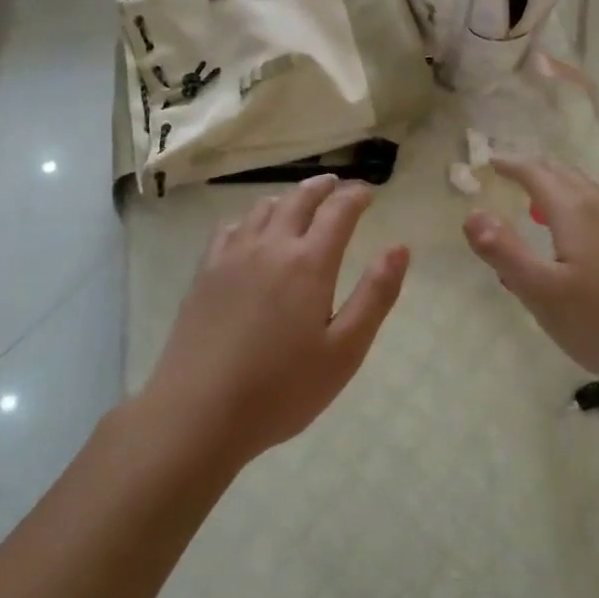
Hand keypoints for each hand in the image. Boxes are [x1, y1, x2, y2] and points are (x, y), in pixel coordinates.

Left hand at [147, 175, 409, 467]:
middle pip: (299, 199)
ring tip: (299, 201)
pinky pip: (230, 228)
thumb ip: (375, 295)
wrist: (198, 411)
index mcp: (309, 263)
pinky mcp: (205, 272)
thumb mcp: (345, 350)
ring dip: (288, 197)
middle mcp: (270, 246)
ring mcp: (232, 256)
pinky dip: (250, 218)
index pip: (338, 211)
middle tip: (337, 185)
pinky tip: (250, 231)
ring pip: (263, 208)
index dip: (355, 196)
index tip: (368, 193)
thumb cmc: (282, 389)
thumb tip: (400, 248)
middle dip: (322, 187)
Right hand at [463, 157, 598, 399]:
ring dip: (567, 184)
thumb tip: (472, 214)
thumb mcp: (542, 293)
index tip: (492, 163)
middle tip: (515, 175)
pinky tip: (594, 232)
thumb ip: (504, 252)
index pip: (538, 173)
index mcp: (576, 211)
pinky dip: (590, 201)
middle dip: (538, 170)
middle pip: (567, 173)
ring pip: (595, 186)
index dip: (512, 165)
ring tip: (550, 200)